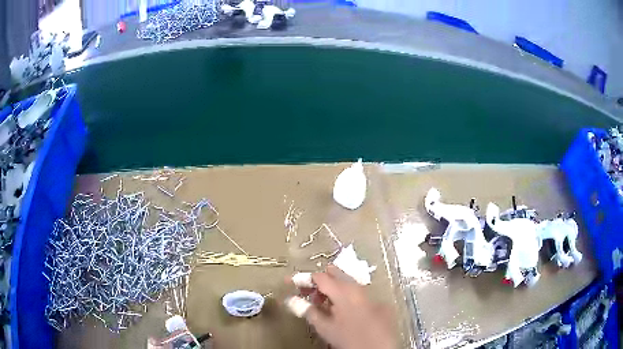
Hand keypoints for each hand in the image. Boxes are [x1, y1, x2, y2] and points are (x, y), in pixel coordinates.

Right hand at [287, 266, 394, 348]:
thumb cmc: (349, 339)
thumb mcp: (324, 327)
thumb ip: (308, 311)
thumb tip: (291, 300)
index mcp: (343, 291)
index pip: (320, 277)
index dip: (304, 279)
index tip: (291, 283)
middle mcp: (358, 288)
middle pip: (336, 275)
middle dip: (319, 281)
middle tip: (307, 293)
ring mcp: (371, 295)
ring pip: (348, 284)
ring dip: (333, 290)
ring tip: (323, 304)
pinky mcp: (379, 304)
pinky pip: (359, 294)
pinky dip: (347, 297)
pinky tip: (343, 311)